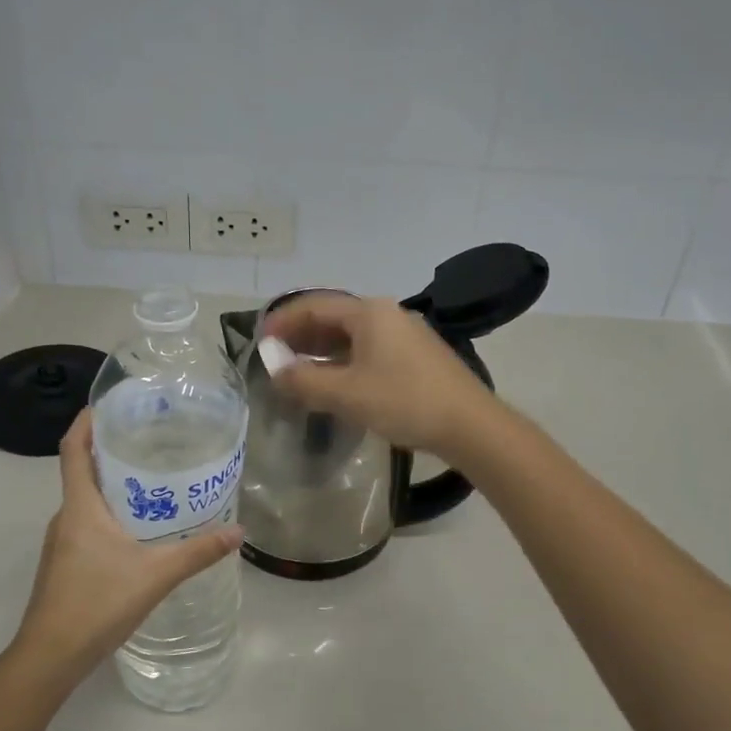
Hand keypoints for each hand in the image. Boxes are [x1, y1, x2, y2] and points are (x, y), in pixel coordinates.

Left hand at [13, 411, 242, 678]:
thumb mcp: (156, 574)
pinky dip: (110, 515)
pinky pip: (87, 525)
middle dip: (111, 452)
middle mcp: (65, 518)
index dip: (86, 422)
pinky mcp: (64, 565)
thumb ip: (198, 552)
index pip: (72, 449)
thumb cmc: (97, 603)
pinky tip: (139, 531)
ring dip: (113, 487)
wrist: (50, 657)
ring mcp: (61, 543)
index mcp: (80, 507)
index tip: (108, 405)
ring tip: (152, 482)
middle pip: (83, 472)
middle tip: (150, 440)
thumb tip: (238, 531)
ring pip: (87, 502)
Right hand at [259, 292, 495, 458]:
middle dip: (302, 336)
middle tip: (276, 358)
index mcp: (369, 312)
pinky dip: (344, 361)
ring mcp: (405, 334)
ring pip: (352, 336)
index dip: (283, 321)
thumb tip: (274, 370)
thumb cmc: (404, 401)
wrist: (470, 425)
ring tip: (299, 373)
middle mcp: (387, 314)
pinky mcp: (415, 356)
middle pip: (333, 318)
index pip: (314, 306)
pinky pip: (369, 350)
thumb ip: (305, 380)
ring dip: (322, 351)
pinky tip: (335, 383)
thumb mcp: (347, 393)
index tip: (260, 341)